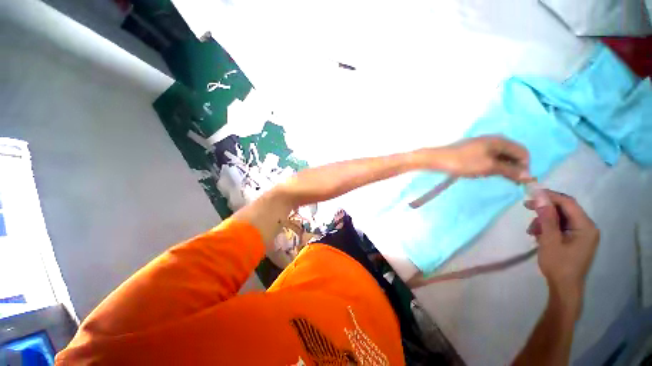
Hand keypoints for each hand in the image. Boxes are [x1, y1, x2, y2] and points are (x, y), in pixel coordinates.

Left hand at [435, 136, 530, 182]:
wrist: (437, 159)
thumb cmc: (463, 162)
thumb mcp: (489, 167)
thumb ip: (510, 170)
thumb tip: (528, 176)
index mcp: (500, 140)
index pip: (522, 151)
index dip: (525, 166)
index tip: (521, 180)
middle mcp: (493, 140)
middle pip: (512, 153)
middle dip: (515, 167)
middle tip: (511, 182)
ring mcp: (482, 145)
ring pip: (500, 156)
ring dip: (504, 168)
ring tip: (500, 178)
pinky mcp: (473, 151)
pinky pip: (489, 158)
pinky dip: (493, 166)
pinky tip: (488, 173)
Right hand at [525, 190, 599, 310]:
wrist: (564, 287)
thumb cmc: (558, 265)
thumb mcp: (549, 240)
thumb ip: (547, 218)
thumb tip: (540, 197)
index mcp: (585, 226)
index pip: (568, 203)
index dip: (550, 195)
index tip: (531, 193)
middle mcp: (587, 227)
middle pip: (565, 209)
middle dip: (545, 208)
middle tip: (526, 207)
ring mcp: (583, 234)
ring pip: (562, 217)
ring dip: (545, 219)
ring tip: (531, 230)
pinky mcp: (577, 239)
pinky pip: (562, 226)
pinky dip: (549, 227)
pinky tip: (538, 234)